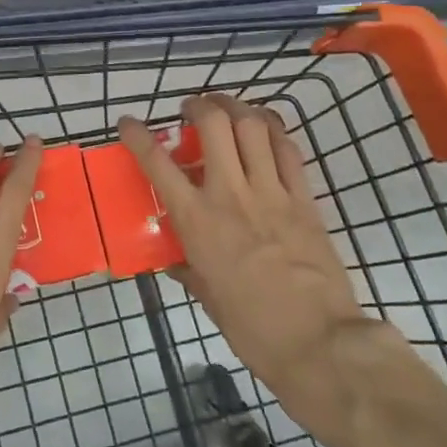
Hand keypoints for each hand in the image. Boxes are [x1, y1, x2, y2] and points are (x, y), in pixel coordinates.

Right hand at [119, 95, 383, 411]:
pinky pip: (288, 151)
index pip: (158, 163)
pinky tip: (267, 132)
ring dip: (238, 107)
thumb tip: (175, 260)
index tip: (128, 122)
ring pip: (254, 126)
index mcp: (197, 220)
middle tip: (193, 108)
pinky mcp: (305, 199)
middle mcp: (230, 194)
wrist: (318, 342)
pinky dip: (274, 132)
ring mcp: (271, 192)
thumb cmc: (252, 328)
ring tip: (229, 107)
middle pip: (214, 124)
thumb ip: (189, 269)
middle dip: (200, 105)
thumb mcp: (207, 297)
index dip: (138, 135)